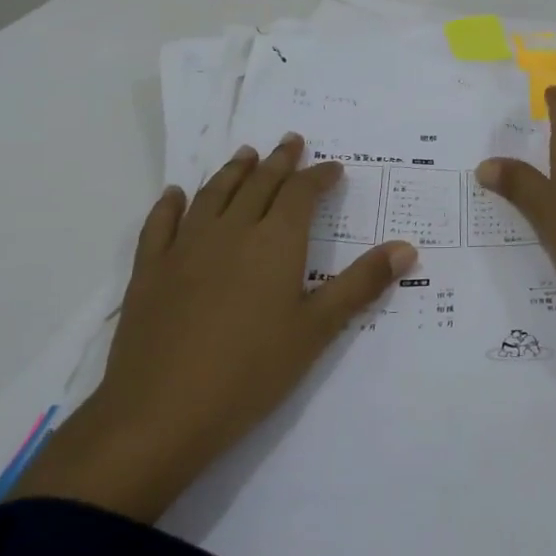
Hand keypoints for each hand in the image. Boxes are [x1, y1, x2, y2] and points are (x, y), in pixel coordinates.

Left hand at [11, 136, 415, 521]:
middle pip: (259, 184)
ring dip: (233, 171)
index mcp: (275, 242)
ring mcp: (185, 248)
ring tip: (246, 154)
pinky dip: (170, 204)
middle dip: (279, 161)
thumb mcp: (316, 330)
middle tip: (291, 140)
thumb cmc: (250, 373)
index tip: (333, 168)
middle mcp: (231, 231)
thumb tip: (407, 247)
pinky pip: (160, 224)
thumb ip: (361, 284)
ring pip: (213, 195)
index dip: (319, 176)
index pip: (301, 193)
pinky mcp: (149, 270)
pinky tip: (175, 195)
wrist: (160, 414)